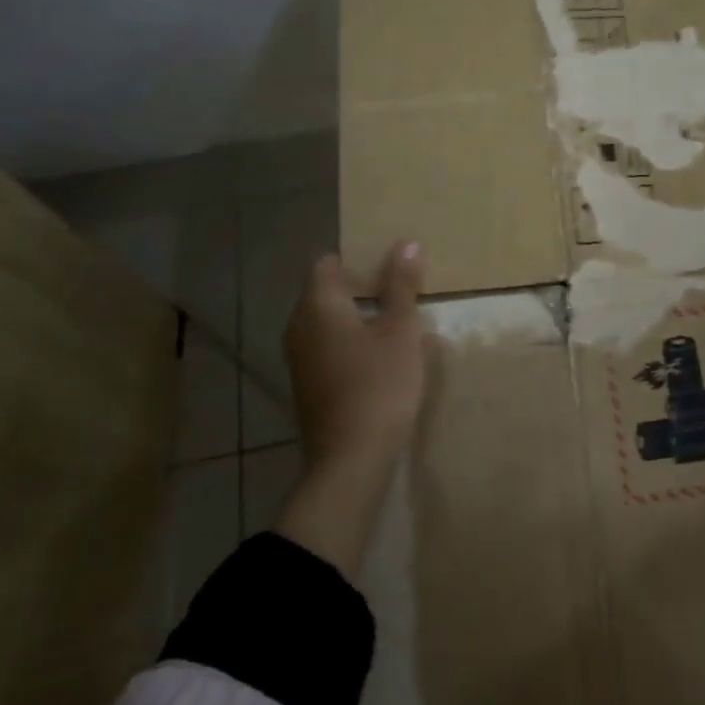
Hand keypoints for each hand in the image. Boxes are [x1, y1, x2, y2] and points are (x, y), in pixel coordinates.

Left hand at [283, 242, 427, 472]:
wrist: (351, 460)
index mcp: (317, 305)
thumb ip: (401, 285)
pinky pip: (326, 349)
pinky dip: (349, 344)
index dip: (358, 258)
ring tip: (394, 322)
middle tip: (399, 291)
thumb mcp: (401, 330)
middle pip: (326, 292)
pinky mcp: (306, 386)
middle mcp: (298, 326)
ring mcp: (298, 359)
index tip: (389, 265)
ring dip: (356, 318)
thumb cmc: (379, 384)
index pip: (328, 263)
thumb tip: (406, 243)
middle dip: (360, 288)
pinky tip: (378, 359)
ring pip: (326, 323)